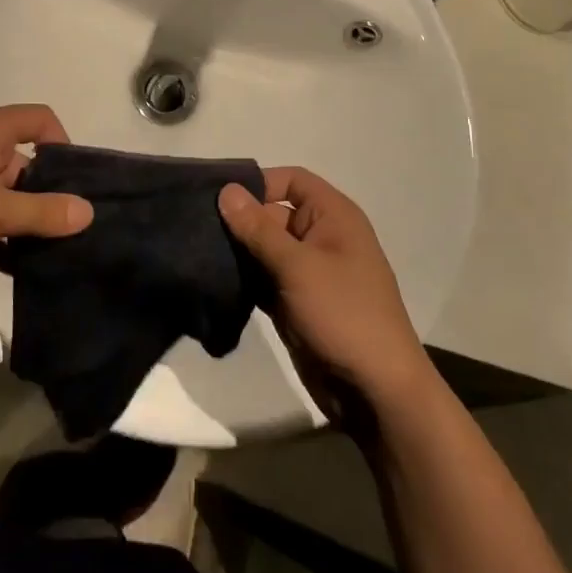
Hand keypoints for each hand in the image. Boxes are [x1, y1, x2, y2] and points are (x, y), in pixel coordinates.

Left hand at [0, 106, 92, 283]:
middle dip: (52, 194)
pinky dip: (7, 244)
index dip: (63, 144)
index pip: (39, 120)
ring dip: (30, 224)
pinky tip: (30, 272)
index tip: (78, 182)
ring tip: (65, 254)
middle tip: (81, 229)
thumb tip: (89, 211)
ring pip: (9, 200)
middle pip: (28, 164)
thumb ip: (43, 211)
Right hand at [219, 168, 429, 408]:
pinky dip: (243, 279)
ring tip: (197, 252)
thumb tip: (226, 190)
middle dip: (239, 220)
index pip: (290, 180)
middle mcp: (321, 237)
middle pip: (273, 213)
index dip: (258, 183)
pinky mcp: (295, 302)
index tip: (218, 197)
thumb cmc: (344, 314)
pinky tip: (213, 281)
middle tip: (196, 227)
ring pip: (264, 248)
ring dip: (237, 251)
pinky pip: (264, 278)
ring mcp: (308, 272)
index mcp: (333, 216)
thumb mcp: (298, 266)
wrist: (375, 391)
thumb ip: (258, 227)